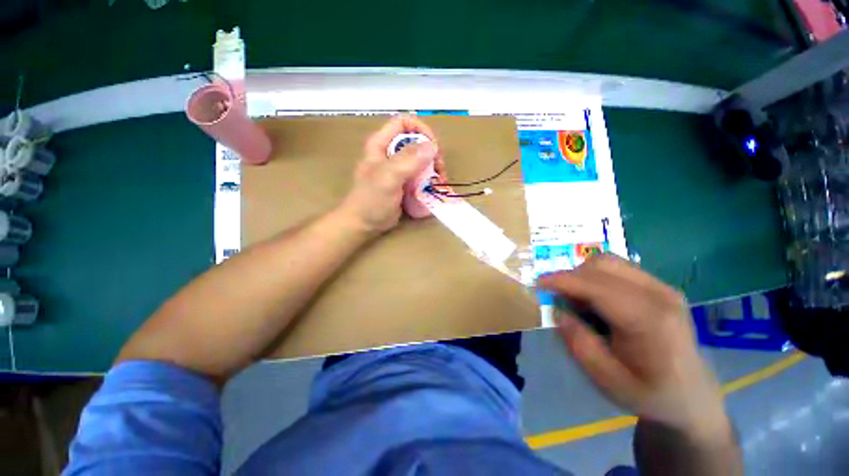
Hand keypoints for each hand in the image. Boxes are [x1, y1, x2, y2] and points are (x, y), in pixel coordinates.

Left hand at [337, 116, 442, 234]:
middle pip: (417, 142)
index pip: (404, 123)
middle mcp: (391, 153)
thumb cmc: (371, 200)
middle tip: (440, 170)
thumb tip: (432, 146)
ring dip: (433, 169)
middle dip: (432, 154)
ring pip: (421, 160)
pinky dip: (430, 181)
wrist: (364, 224)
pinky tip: (435, 189)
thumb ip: (407, 161)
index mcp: (381, 144)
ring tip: (440, 182)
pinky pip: (421, 176)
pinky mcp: (404, 183)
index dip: (421, 130)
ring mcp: (398, 169)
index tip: (434, 147)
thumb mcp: (388, 178)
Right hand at [537, 255, 729, 442]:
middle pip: (602, 265)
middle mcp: (660, 295)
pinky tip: (597, 300)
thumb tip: (559, 312)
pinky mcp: (660, 286)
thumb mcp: (607, 380)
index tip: (537, 283)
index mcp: (650, 321)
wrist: (692, 396)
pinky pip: (618, 268)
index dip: (562, 280)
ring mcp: (663, 287)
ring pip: (608, 261)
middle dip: (571, 277)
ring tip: (580, 302)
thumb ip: (579, 344)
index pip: (597, 286)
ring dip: (583, 275)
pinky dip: (596, 277)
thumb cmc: (649, 393)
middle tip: (562, 302)